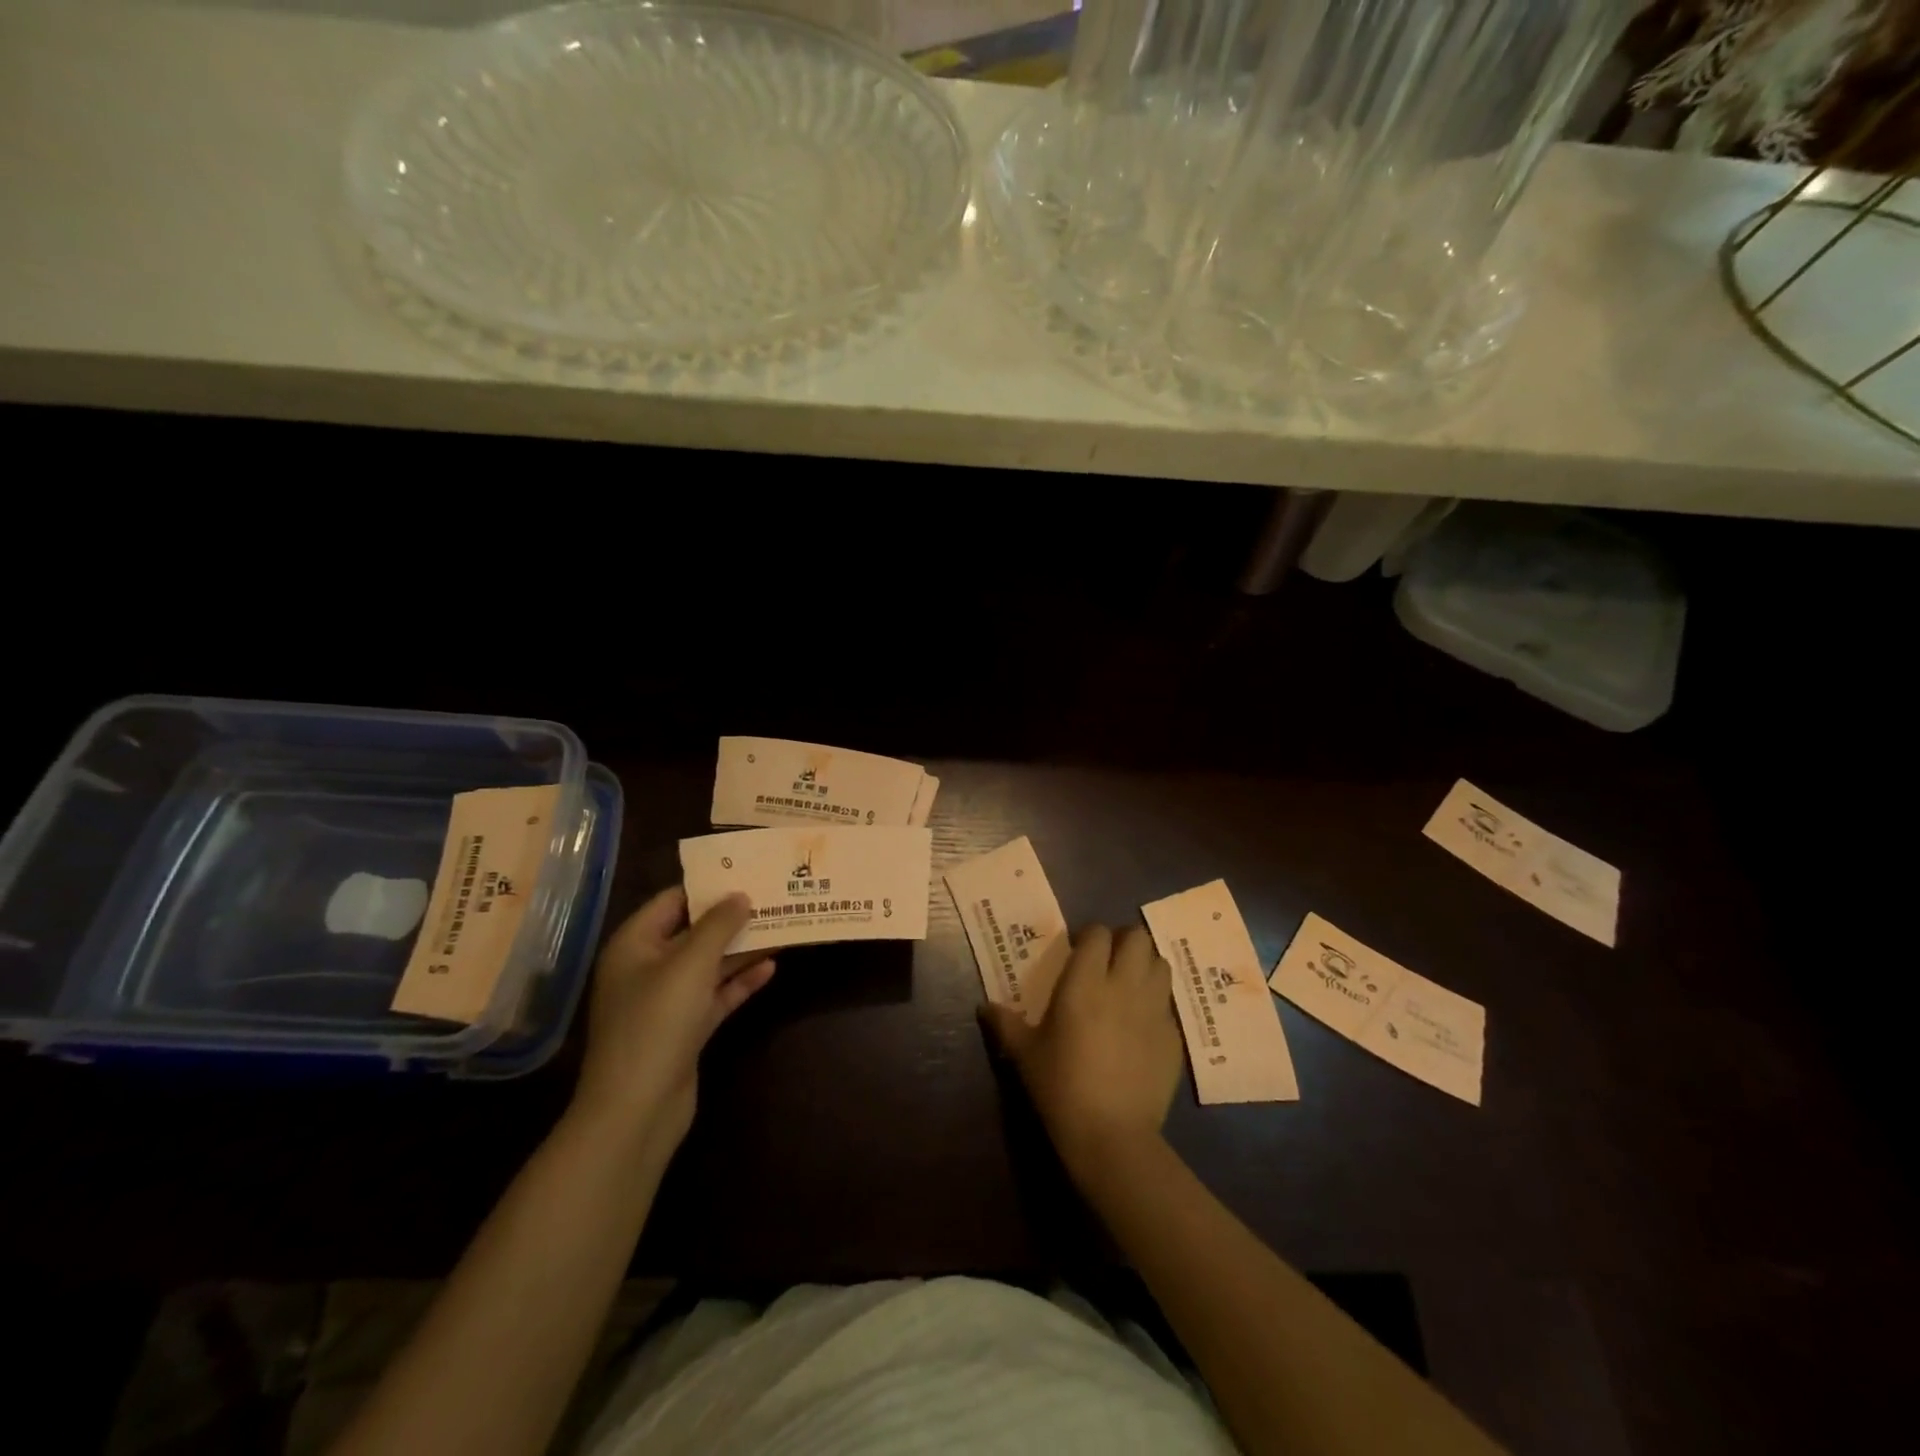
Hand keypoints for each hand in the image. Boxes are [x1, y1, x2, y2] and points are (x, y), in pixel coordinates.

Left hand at [569, 888, 774, 1156]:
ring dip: (743, 948)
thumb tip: (741, 895)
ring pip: (710, 964)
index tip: (748, 872)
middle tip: (773, 897)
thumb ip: (718, 925)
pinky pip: (716, 995)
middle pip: (695, 932)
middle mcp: (648, 968)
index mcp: (635, 945)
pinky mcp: (685, 1029)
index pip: (673, 901)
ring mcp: (667, 1001)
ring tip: (783, 926)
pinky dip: (740, 981)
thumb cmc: (656, 1023)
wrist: (636, 1110)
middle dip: (732, 917)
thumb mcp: (690, 964)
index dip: (709, 886)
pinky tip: (771, 967)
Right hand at [980, 924, 1182, 1172]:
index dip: (1090, 936)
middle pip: (1138, 937)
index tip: (1079, 951)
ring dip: (1146, 966)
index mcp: (1085, 982)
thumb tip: (984, 1006)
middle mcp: (1124, 986)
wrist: (1112, 1136)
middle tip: (1109, 961)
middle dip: (1125, 942)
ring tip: (1131, 984)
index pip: (1098, 934)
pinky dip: (1157, 1004)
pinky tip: (1142, 1026)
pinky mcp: (1173, 1037)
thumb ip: (1005, 1023)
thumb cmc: (1061, 1087)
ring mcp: (1154, 1010)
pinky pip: (1168, 1004)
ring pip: (1161, 964)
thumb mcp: (1025, 1054)